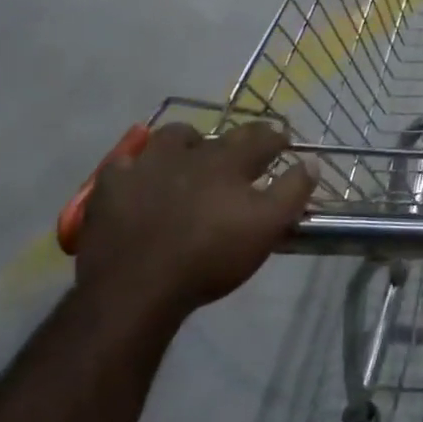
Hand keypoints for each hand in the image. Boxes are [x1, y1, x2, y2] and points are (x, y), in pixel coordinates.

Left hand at [76, 122, 315, 330]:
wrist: (137, 287)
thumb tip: (311, 162)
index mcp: (228, 162)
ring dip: (185, 144)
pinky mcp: (112, 186)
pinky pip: (125, 163)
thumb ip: (292, 192)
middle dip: (232, 141)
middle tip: (238, 156)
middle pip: (216, 134)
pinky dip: (137, 167)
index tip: (283, 142)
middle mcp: (188, 153)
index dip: (275, 137)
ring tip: (189, 159)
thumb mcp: (266, 228)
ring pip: (170, 138)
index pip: (260, 137)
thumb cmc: (210, 257)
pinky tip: (140, 179)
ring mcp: (146, 165)